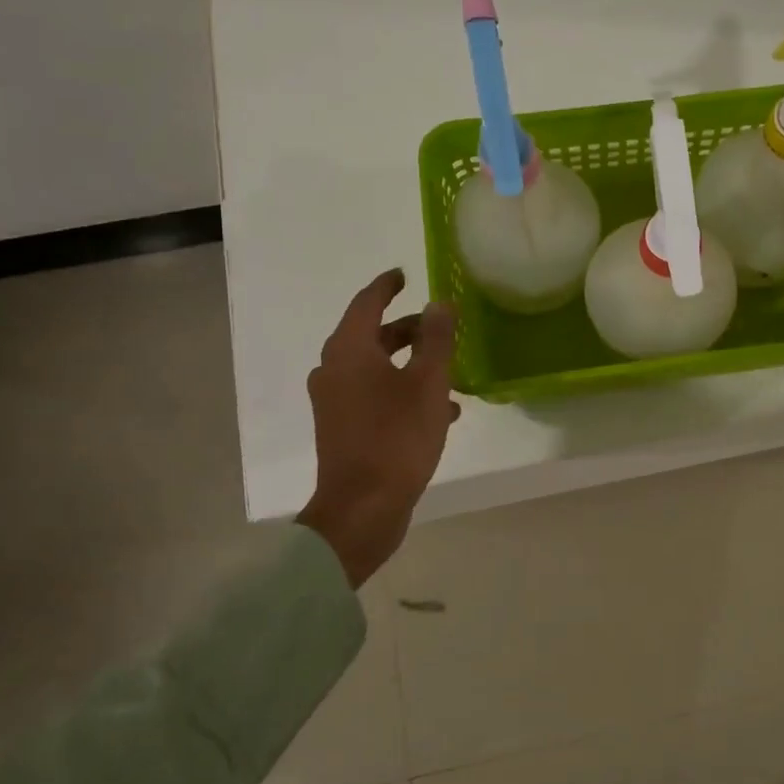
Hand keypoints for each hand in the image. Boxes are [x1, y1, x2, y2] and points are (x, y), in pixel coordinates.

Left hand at [295, 269, 457, 585]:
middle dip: (407, 329)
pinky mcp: (343, 428)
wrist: (363, 508)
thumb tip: (439, 303)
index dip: (387, 286)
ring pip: (375, 368)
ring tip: (449, 372)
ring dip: (410, 364)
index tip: (404, 275)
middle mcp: (334, 370)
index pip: (367, 303)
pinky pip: (374, 395)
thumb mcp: (428, 384)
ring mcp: (334, 402)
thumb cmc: (397, 438)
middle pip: (371, 335)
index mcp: (349, 351)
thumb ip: (436, 339)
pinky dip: (402, 391)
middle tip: (439, 326)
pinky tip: (440, 411)